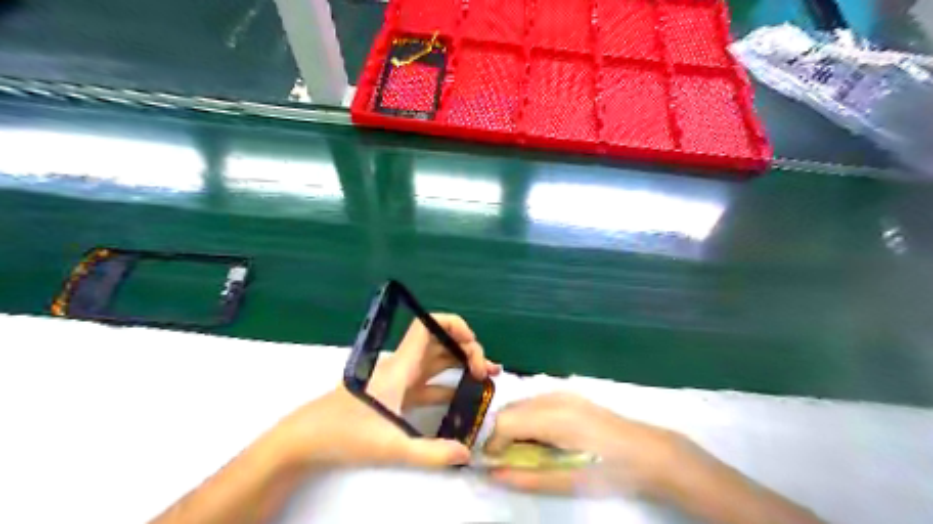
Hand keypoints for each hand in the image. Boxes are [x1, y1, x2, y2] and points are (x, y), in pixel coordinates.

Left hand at [261, 316, 498, 469]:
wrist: (308, 438)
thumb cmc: (345, 432)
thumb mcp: (390, 445)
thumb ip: (430, 452)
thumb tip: (466, 454)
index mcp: (402, 366)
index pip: (428, 326)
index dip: (453, 324)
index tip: (473, 343)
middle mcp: (403, 365)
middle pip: (440, 342)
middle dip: (467, 348)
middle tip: (486, 370)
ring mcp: (401, 379)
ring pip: (437, 360)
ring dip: (461, 362)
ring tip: (487, 375)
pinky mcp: (398, 393)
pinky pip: (430, 381)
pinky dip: (449, 382)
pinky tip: (465, 394)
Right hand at [488, 392, 690, 494]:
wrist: (646, 451)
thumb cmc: (608, 470)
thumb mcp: (567, 480)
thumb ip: (526, 477)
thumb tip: (492, 473)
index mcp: (552, 417)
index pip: (503, 422)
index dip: (492, 443)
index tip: (493, 464)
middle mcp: (551, 397)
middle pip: (508, 409)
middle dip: (500, 434)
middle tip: (508, 459)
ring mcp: (560, 393)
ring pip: (520, 404)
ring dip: (514, 426)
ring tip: (526, 451)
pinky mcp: (567, 394)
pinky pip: (535, 402)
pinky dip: (528, 418)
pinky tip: (543, 437)